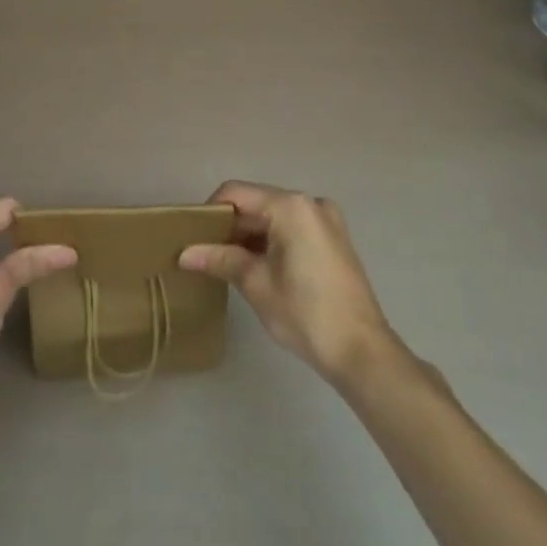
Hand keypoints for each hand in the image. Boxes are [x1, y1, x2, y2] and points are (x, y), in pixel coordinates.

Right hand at [179, 180, 397, 383]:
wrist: (362, 352)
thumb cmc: (305, 313)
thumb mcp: (255, 284)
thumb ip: (219, 259)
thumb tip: (184, 254)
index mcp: (290, 206)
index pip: (236, 193)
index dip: (210, 212)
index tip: (194, 238)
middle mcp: (310, 203)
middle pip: (256, 203)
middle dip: (230, 227)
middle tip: (206, 254)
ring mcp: (326, 220)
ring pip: (274, 217)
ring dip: (249, 236)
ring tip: (227, 264)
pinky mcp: (334, 239)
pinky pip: (292, 228)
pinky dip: (271, 241)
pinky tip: (257, 268)